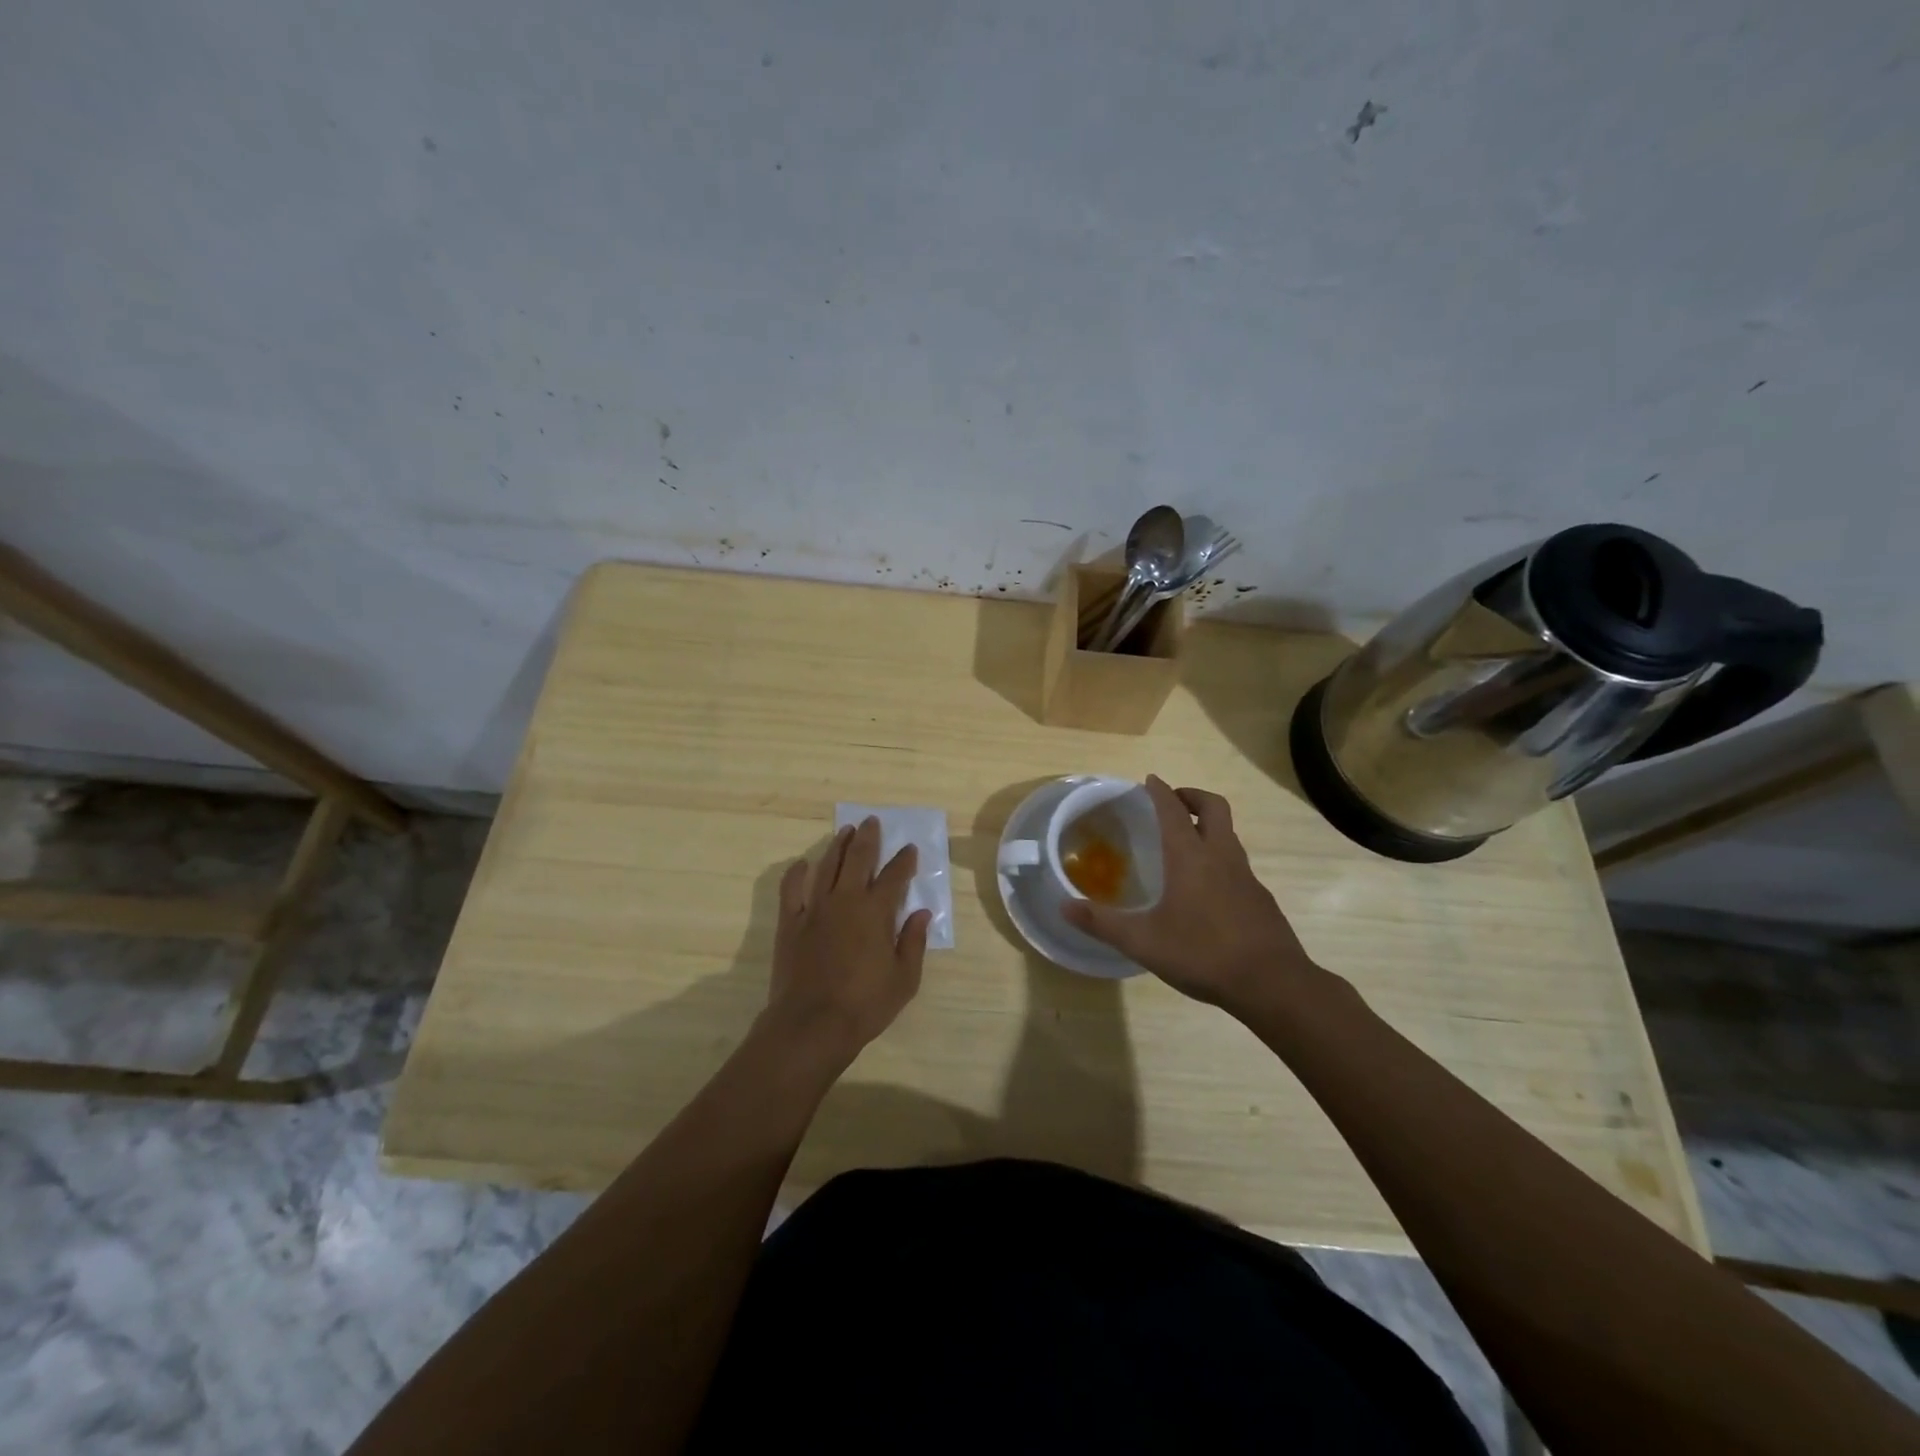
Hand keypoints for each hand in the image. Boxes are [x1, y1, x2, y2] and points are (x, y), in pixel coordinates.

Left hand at [761, 817, 931, 1070]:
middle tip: (872, 821)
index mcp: (876, 912)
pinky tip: (803, 863)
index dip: (904, 860)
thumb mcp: (904, 979)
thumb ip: (914, 942)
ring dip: (838, 845)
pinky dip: (797, 872)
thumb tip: (922, 913)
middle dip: (868, 838)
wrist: (811, 1024)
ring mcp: (815, 908)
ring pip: (827, 866)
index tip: (909, 849)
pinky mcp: (790, 922)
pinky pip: (791, 889)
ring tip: (846, 831)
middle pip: (858, 859)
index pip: (895, 876)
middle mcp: (846, 900)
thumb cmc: (865, 1005)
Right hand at [1062, 776, 1315, 1014]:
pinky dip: (1219, 859)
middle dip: (1192, 796)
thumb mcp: (1143, 942)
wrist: (1273, 984)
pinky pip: (1237, 864)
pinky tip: (1206, 889)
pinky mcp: (1260, 898)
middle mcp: (1221, 856)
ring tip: (1185, 843)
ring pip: (1228, 834)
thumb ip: (1102, 923)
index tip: (1150, 780)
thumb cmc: (1203, 954)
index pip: (1173, 810)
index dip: (1160, 792)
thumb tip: (1063, 907)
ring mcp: (1246, 876)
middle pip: (1213, 807)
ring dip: (1208, 827)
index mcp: (1190, 857)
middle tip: (1172, 802)